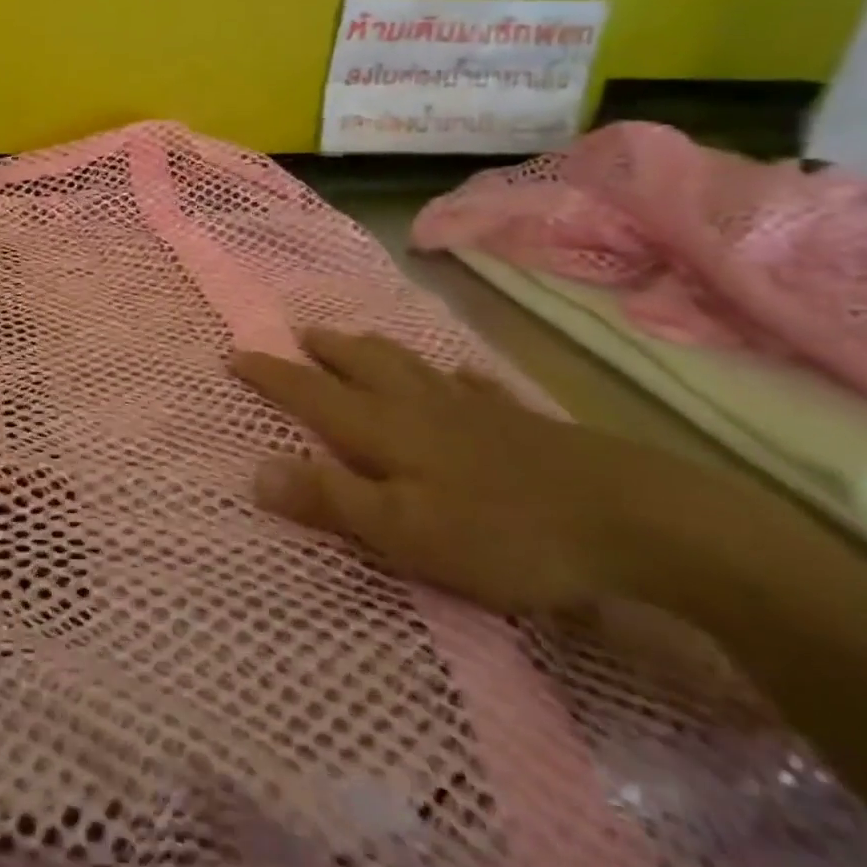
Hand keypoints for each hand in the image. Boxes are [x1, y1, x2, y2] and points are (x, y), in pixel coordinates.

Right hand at [232, 330, 715, 614]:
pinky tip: (461, 378)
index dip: (271, 374)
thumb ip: (330, 500)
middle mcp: (420, 406)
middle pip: (362, 365)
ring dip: (375, 350)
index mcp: (385, 429)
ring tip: (355, 340)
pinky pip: (475, 388)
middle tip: (300, 334)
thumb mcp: (403, 531)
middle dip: (324, 350)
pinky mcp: (521, 423)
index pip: (311, 393)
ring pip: (411, 366)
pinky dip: (456, 379)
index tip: (234, 352)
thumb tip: (255, 471)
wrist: (631, 519)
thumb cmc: (503, 532)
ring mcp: (473, 409)